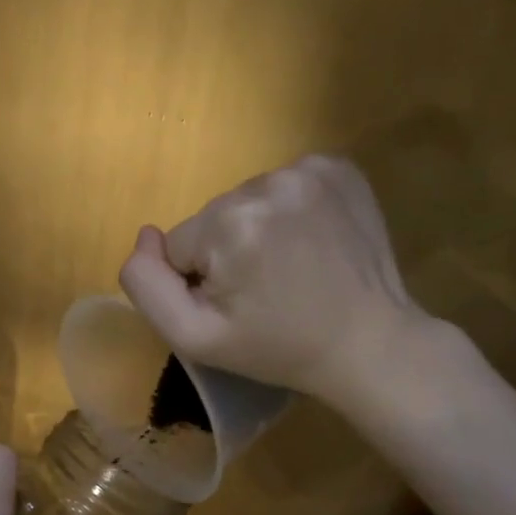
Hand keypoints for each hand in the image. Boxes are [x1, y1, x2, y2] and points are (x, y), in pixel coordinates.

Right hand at [120, 155, 436, 405]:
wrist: (369, 343)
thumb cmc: (276, 348)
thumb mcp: (194, 337)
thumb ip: (147, 286)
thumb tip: (145, 236)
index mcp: (228, 224)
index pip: (179, 244)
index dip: (199, 280)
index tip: (237, 304)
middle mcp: (266, 183)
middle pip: (213, 218)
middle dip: (228, 251)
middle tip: (265, 289)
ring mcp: (309, 170)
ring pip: (247, 201)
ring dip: (258, 229)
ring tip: (291, 266)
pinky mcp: (339, 167)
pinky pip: (285, 184)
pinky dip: (290, 210)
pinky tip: (311, 241)